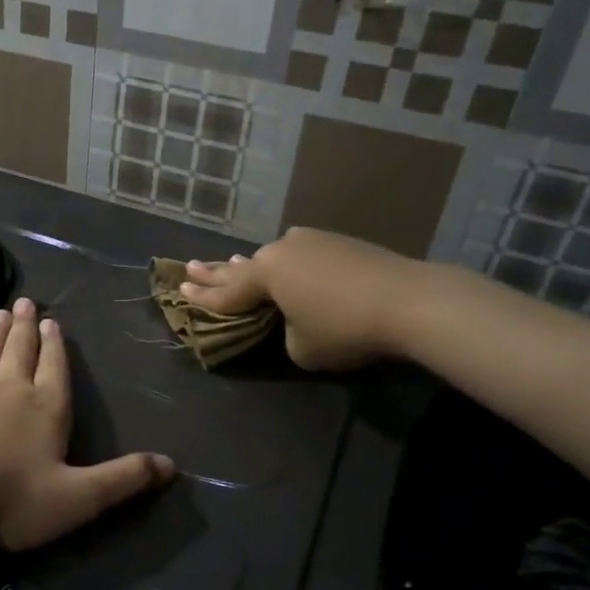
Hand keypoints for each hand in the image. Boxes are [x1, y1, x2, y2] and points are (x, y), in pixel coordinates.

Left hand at [0, 298, 174, 550]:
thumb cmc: (10, 502)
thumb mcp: (78, 499)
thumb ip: (124, 479)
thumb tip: (172, 464)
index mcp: (46, 407)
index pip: (55, 367)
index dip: (55, 344)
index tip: (51, 321)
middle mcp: (9, 389)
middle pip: (20, 350)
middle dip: (24, 326)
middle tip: (24, 302)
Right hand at [179, 227, 414, 370]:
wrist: (409, 300)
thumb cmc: (345, 328)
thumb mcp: (301, 347)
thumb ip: (285, 333)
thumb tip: (294, 320)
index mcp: (266, 274)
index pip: (227, 292)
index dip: (202, 297)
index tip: (180, 290)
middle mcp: (282, 250)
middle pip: (242, 267)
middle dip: (215, 272)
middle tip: (190, 268)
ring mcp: (312, 241)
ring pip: (273, 258)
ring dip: (254, 266)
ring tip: (232, 264)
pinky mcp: (339, 242)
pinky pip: (301, 255)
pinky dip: (288, 265)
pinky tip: (287, 264)